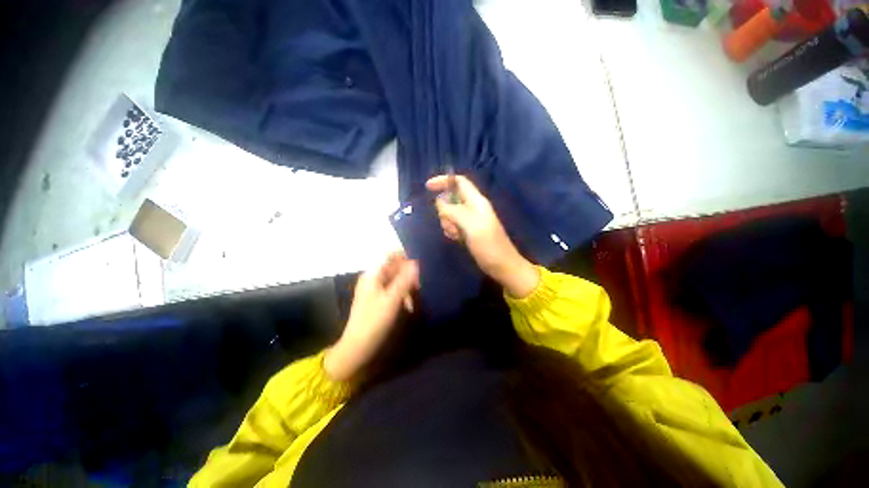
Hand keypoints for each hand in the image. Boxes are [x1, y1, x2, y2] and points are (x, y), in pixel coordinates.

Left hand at [324, 252, 418, 381]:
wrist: (357, 348)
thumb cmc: (373, 322)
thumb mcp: (391, 300)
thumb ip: (404, 280)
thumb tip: (416, 262)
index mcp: (372, 275)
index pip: (389, 256)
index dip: (404, 256)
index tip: (420, 262)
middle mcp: (373, 279)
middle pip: (394, 267)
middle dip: (408, 272)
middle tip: (422, 281)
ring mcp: (376, 290)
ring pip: (396, 280)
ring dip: (407, 285)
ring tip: (419, 294)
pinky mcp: (379, 301)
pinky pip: (394, 291)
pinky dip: (403, 294)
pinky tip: (410, 304)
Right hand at [426, 174, 538, 298]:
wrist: (501, 265)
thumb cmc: (488, 245)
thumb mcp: (470, 225)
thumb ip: (453, 211)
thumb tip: (439, 202)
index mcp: (476, 201)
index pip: (459, 182)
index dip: (444, 180)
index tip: (427, 187)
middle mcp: (473, 207)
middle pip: (451, 199)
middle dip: (445, 211)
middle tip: (451, 225)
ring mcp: (470, 220)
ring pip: (450, 213)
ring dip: (448, 223)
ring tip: (457, 235)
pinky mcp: (468, 230)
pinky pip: (453, 225)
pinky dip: (451, 230)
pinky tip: (457, 239)